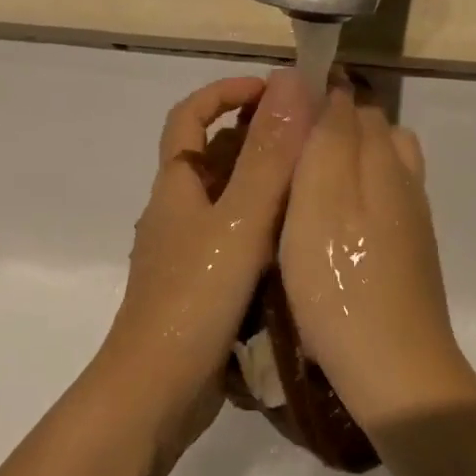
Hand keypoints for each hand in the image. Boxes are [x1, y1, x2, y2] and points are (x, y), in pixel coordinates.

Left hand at [95, 70, 315, 452]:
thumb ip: (268, 157)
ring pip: (227, 201)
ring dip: (265, 184)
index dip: (224, 92)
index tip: (272, 90)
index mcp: (176, 186)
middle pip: (211, 155)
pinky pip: (236, 240)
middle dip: (256, 136)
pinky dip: (265, 228)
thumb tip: (291, 84)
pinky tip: (301, 241)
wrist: (158, 391)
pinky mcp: (202, 287)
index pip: (188, 117)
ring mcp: (188, 252)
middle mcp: (177, 212)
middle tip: (312, 138)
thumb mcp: (239, 221)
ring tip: (318, 183)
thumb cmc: (194, 299)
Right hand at [280, 87, 475, 429]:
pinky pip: (383, 199)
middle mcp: (404, 177)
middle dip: (329, 127)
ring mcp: (412, 216)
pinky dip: (356, 195)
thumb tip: (329, 85)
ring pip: (380, 165)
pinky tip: (328, 226)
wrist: (393, 366)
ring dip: (345, 162)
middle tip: (280, 154)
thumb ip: (327, 138)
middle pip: (370, 129)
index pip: (350, 102)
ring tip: (301, 188)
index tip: (273, 115)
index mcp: (381, 158)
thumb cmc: (338, 282)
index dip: (313, 97)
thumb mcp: (319, 200)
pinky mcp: (409, 249)